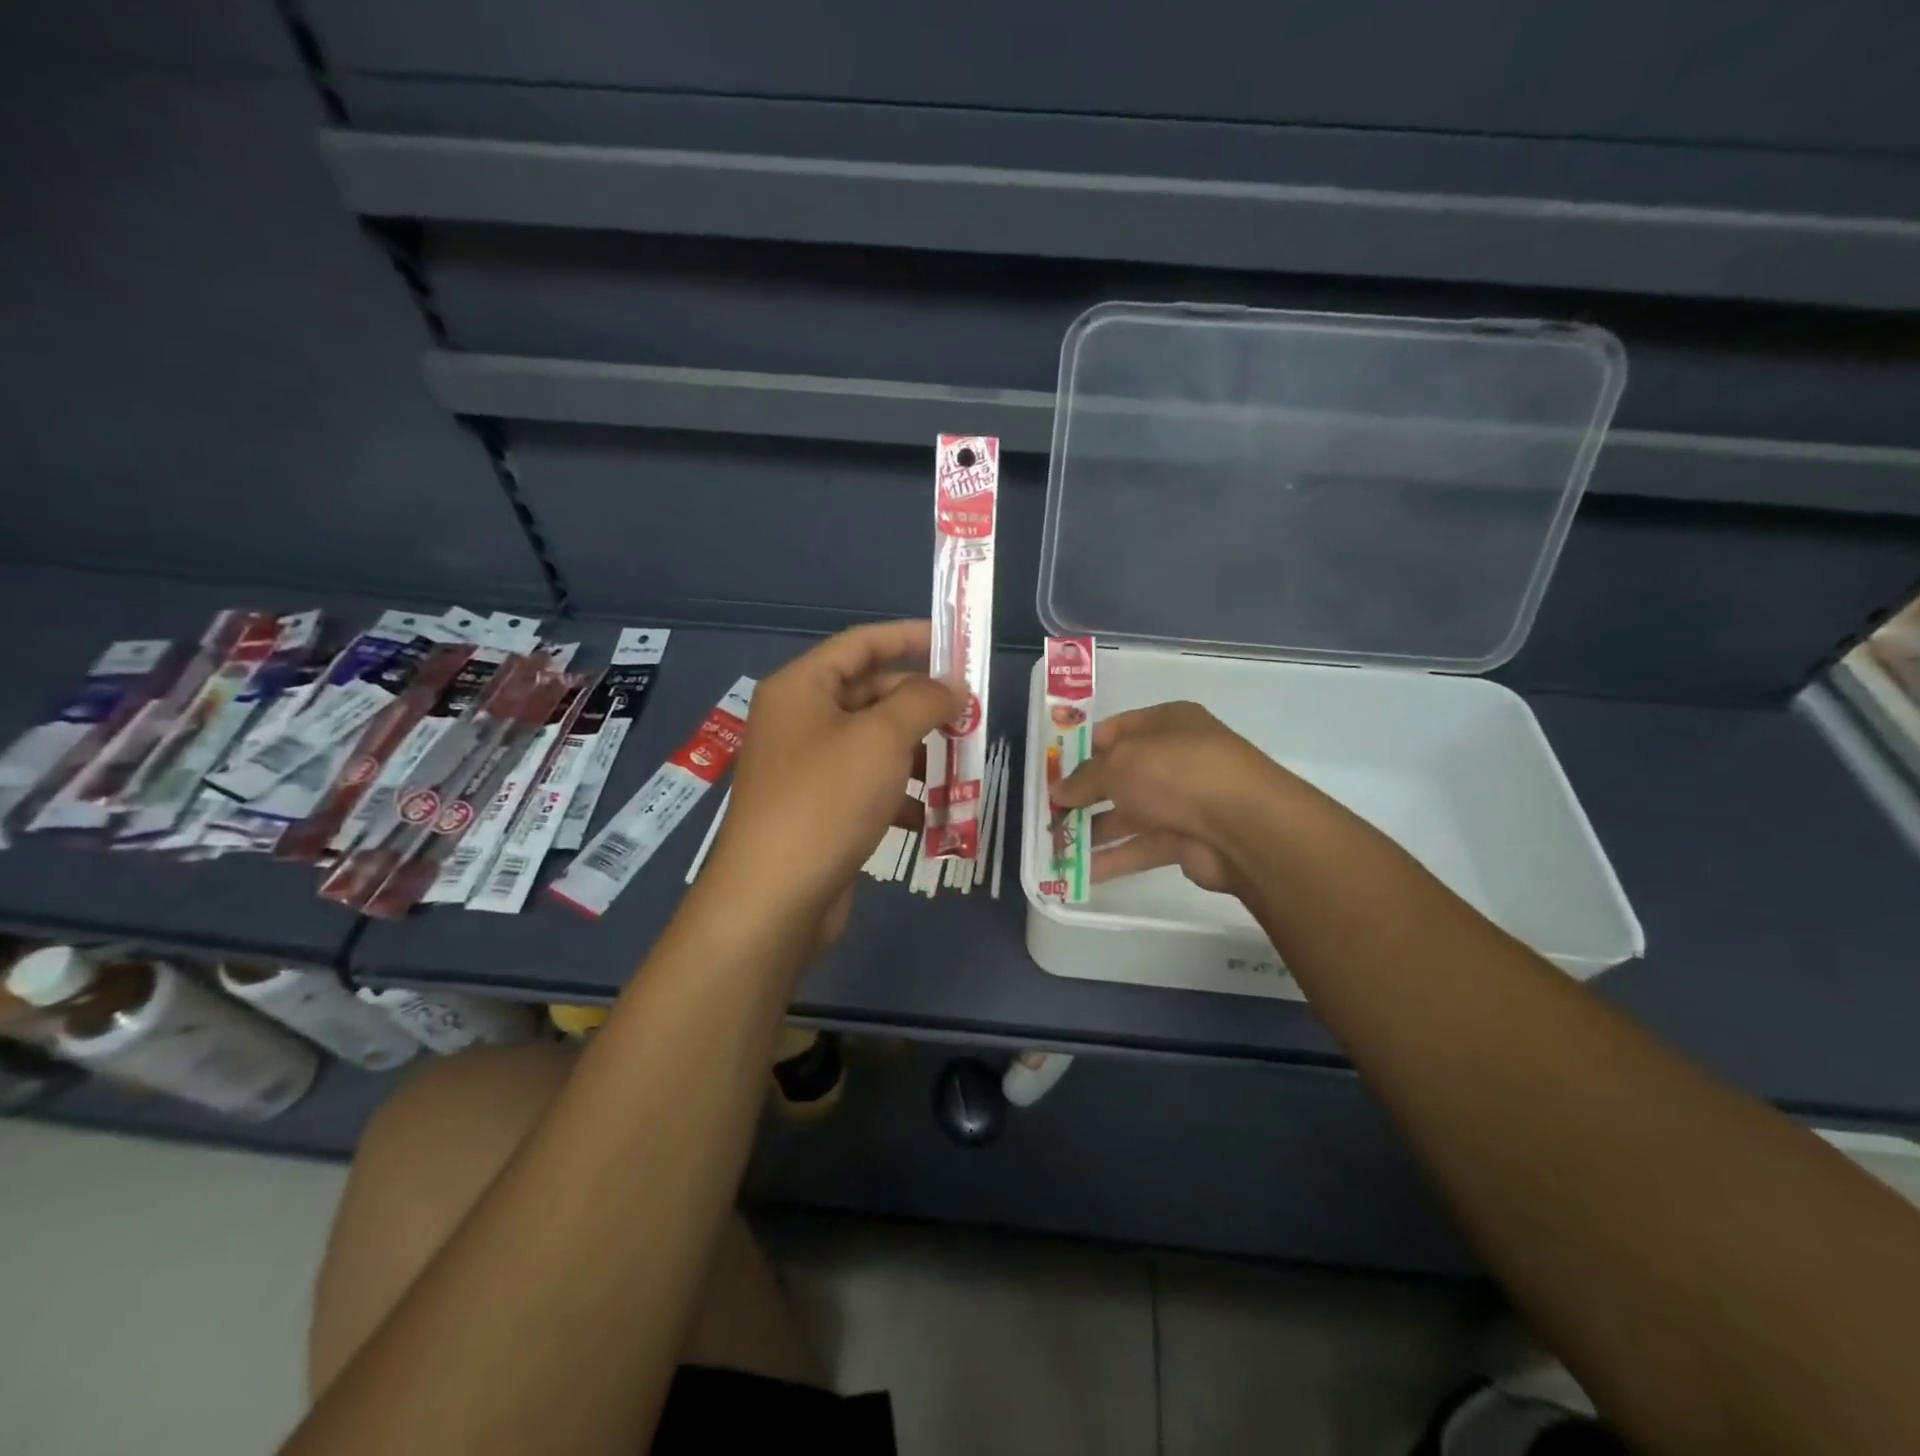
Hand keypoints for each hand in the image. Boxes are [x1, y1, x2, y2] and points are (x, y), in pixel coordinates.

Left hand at [707, 621, 959, 941]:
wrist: (774, 897)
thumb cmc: (826, 800)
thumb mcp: (882, 738)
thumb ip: (923, 701)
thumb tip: (953, 686)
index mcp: (802, 688)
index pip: (861, 644)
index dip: (909, 637)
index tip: (957, 645)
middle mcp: (800, 721)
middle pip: (870, 694)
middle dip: (922, 705)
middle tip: (970, 716)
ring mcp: (808, 768)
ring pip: (874, 744)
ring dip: (919, 753)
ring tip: (963, 767)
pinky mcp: (819, 810)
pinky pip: (868, 786)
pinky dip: (902, 795)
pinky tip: (936, 815)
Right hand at [1050, 702, 1291, 894]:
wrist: (1242, 826)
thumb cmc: (1175, 773)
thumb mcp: (1118, 764)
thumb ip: (1084, 778)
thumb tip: (1058, 791)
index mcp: (1166, 723)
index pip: (1115, 731)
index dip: (1081, 750)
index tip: (1051, 771)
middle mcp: (1176, 758)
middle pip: (1120, 776)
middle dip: (1083, 795)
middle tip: (1049, 813)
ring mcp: (1183, 801)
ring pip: (1129, 815)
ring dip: (1093, 831)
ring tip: (1055, 846)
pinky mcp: (1187, 840)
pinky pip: (1142, 847)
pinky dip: (1113, 858)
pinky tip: (1079, 872)